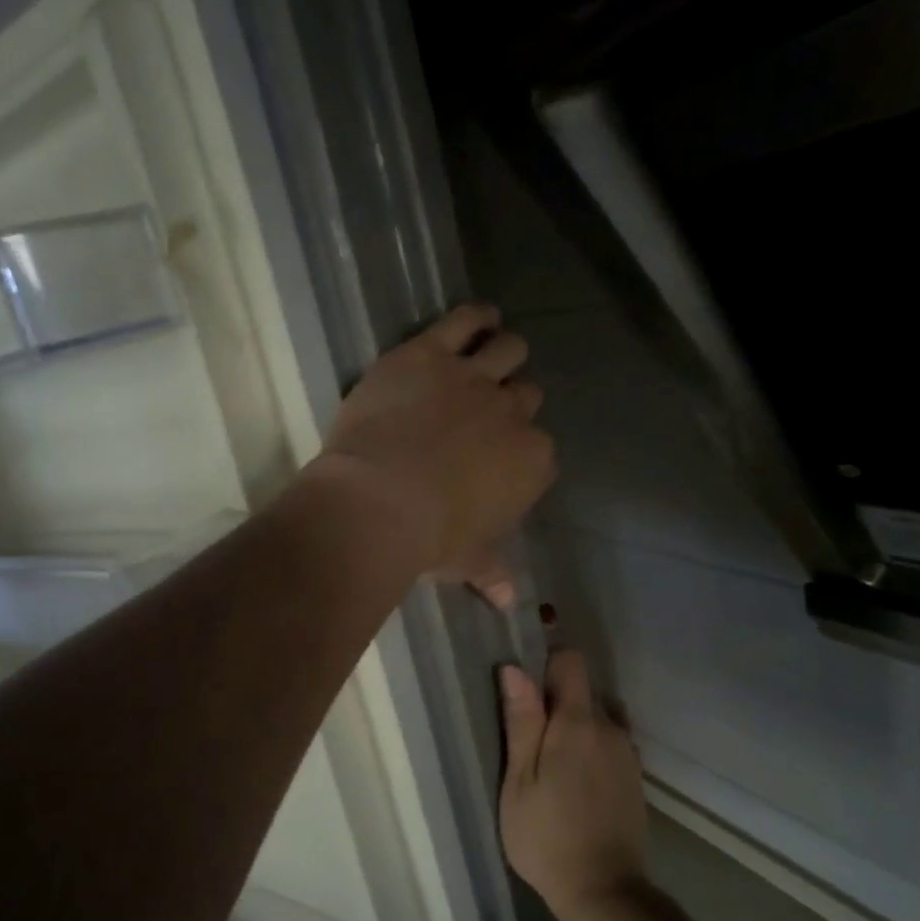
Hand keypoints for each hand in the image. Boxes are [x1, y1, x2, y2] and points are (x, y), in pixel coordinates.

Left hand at [309, 305, 553, 598]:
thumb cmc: (429, 539)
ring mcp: (472, 378)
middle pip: (525, 395)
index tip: (502, 455)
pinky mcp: (430, 353)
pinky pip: (464, 320)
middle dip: (512, 400)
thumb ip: (491, 574)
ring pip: (507, 350)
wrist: (379, 501)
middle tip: (490, 407)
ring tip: (496, 346)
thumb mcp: (465, 561)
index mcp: (531, 462)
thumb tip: (509, 604)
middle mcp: (511, 413)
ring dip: (505, 351)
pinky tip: (480, 316)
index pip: (540, 448)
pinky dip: (475, 316)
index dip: (521, 448)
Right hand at [499, 649, 647, 920]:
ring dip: (574, 728)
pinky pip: (610, 742)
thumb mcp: (519, 780)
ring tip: (551, 767)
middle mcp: (611, 728)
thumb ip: (522, 721)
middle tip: (528, 744)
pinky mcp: (635, 777)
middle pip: (582, 691)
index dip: (546, 665)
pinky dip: (591, 749)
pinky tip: (575, 783)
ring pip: (598, 717)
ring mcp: (628, 753)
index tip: (526, 692)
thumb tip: (514, 668)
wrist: (604, 891)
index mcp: (578, 723)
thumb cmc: (546, 835)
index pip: (570, 661)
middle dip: (556, 703)